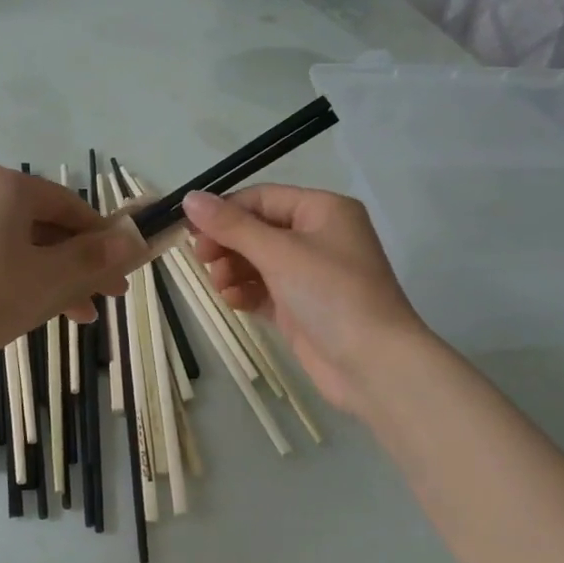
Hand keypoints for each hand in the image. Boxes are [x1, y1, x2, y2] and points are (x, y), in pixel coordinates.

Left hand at [0, 165, 142, 376]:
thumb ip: (97, 257)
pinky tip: (39, 312)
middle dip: (80, 264)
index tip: (122, 274)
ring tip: (78, 315)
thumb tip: (134, 240)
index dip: (103, 240)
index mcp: (7, 186)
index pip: (71, 206)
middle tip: (106, 298)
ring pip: (23, 247)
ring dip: (56, 278)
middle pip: (47, 227)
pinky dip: (23, 281)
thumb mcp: (54, 278)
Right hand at [182, 186, 428, 415]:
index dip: (225, 211)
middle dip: (227, 243)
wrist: (374, 365)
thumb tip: (190, 197)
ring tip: (220, 284)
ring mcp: (310, 274)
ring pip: (257, 261)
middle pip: (257, 229)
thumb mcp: (279, 253)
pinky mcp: (301, 307)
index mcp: (323, 210)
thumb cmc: (331, 294)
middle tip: (201, 259)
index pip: (262, 198)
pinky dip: (245, 291)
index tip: (190, 229)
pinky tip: (231, 300)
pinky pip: (263, 289)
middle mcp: (318, 237)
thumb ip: (232, 226)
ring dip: (232, 269)